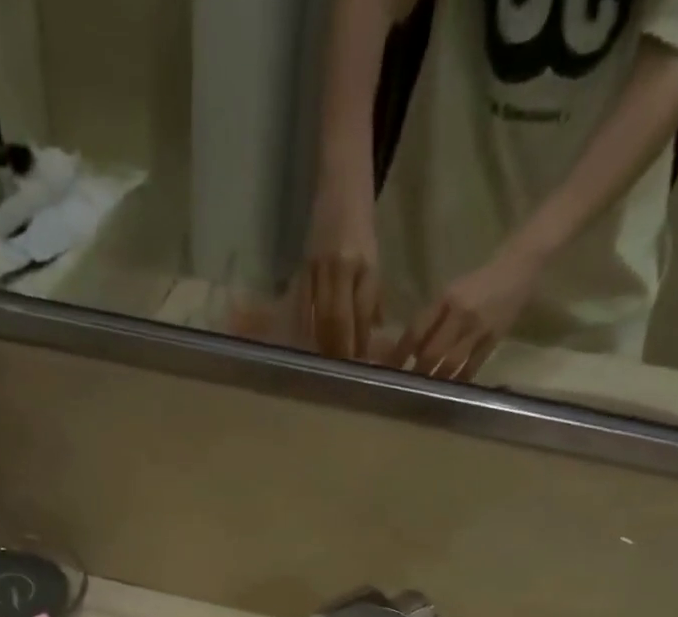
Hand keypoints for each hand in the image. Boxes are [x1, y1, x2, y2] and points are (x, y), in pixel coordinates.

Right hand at [300, 173, 381, 360]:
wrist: (341, 181)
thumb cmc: (361, 222)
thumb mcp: (374, 258)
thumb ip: (372, 296)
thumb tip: (373, 332)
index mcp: (365, 266)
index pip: (361, 315)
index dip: (359, 343)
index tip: (360, 367)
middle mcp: (342, 268)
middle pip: (338, 321)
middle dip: (339, 350)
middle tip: (340, 374)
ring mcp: (320, 267)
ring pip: (319, 316)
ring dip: (321, 344)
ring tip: (323, 365)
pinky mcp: (304, 266)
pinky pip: (302, 305)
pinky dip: (303, 327)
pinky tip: (303, 343)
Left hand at [389, 246, 539, 380]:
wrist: (519, 267)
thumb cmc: (479, 281)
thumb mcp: (451, 292)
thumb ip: (432, 317)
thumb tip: (412, 349)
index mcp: (446, 298)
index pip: (417, 330)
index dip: (401, 352)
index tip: (390, 368)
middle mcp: (460, 314)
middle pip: (432, 351)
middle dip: (418, 371)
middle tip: (407, 385)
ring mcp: (478, 328)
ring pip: (451, 362)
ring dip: (437, 379)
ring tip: (426, 391)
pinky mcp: (494, 338)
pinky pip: (473, 365)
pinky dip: (460, 378)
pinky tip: (451, 388)